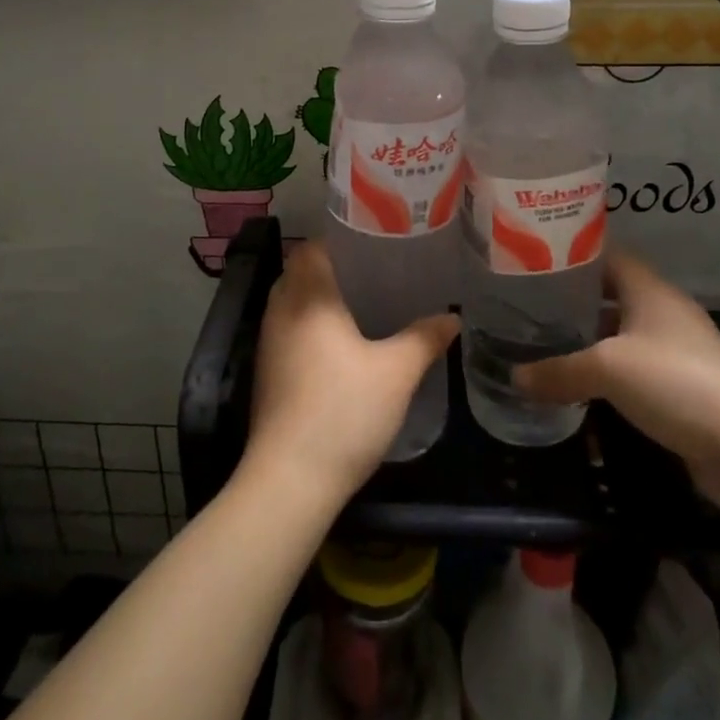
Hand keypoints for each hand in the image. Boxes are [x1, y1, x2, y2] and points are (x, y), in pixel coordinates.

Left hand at [246, 242, 459, 504]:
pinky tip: (342, 344)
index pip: (312, 248)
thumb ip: (425, 339)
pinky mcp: (267, 372)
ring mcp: (269, 343)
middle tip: (375, 270)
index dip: (339, 239)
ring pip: (292, 302)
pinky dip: (311, 324)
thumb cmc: (343, 412)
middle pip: (300, 272)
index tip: (372, 242)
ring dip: (320, 297)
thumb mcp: (396, 373)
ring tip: (363, 303)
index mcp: (308, 298)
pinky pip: (289, 329)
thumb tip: (452, 317)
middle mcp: (281, 311)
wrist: (290, 479)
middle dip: (333, 267)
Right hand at [514, 250, 719, 510]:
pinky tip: (580, 385)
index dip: (571, 255)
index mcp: (650, 290)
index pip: (606, 255)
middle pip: (612, 295)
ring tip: (545, 343)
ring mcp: (678, 350)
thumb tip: (514, 377)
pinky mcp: (684, 387)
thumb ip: (558, 370)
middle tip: (529, 306)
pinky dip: (608, 373)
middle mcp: (665, 312)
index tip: (533, 262)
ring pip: (622, 334)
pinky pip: (635, 369)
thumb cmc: (676, 383)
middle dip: (573, 301)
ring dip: (589, 340)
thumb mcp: (606, 370)